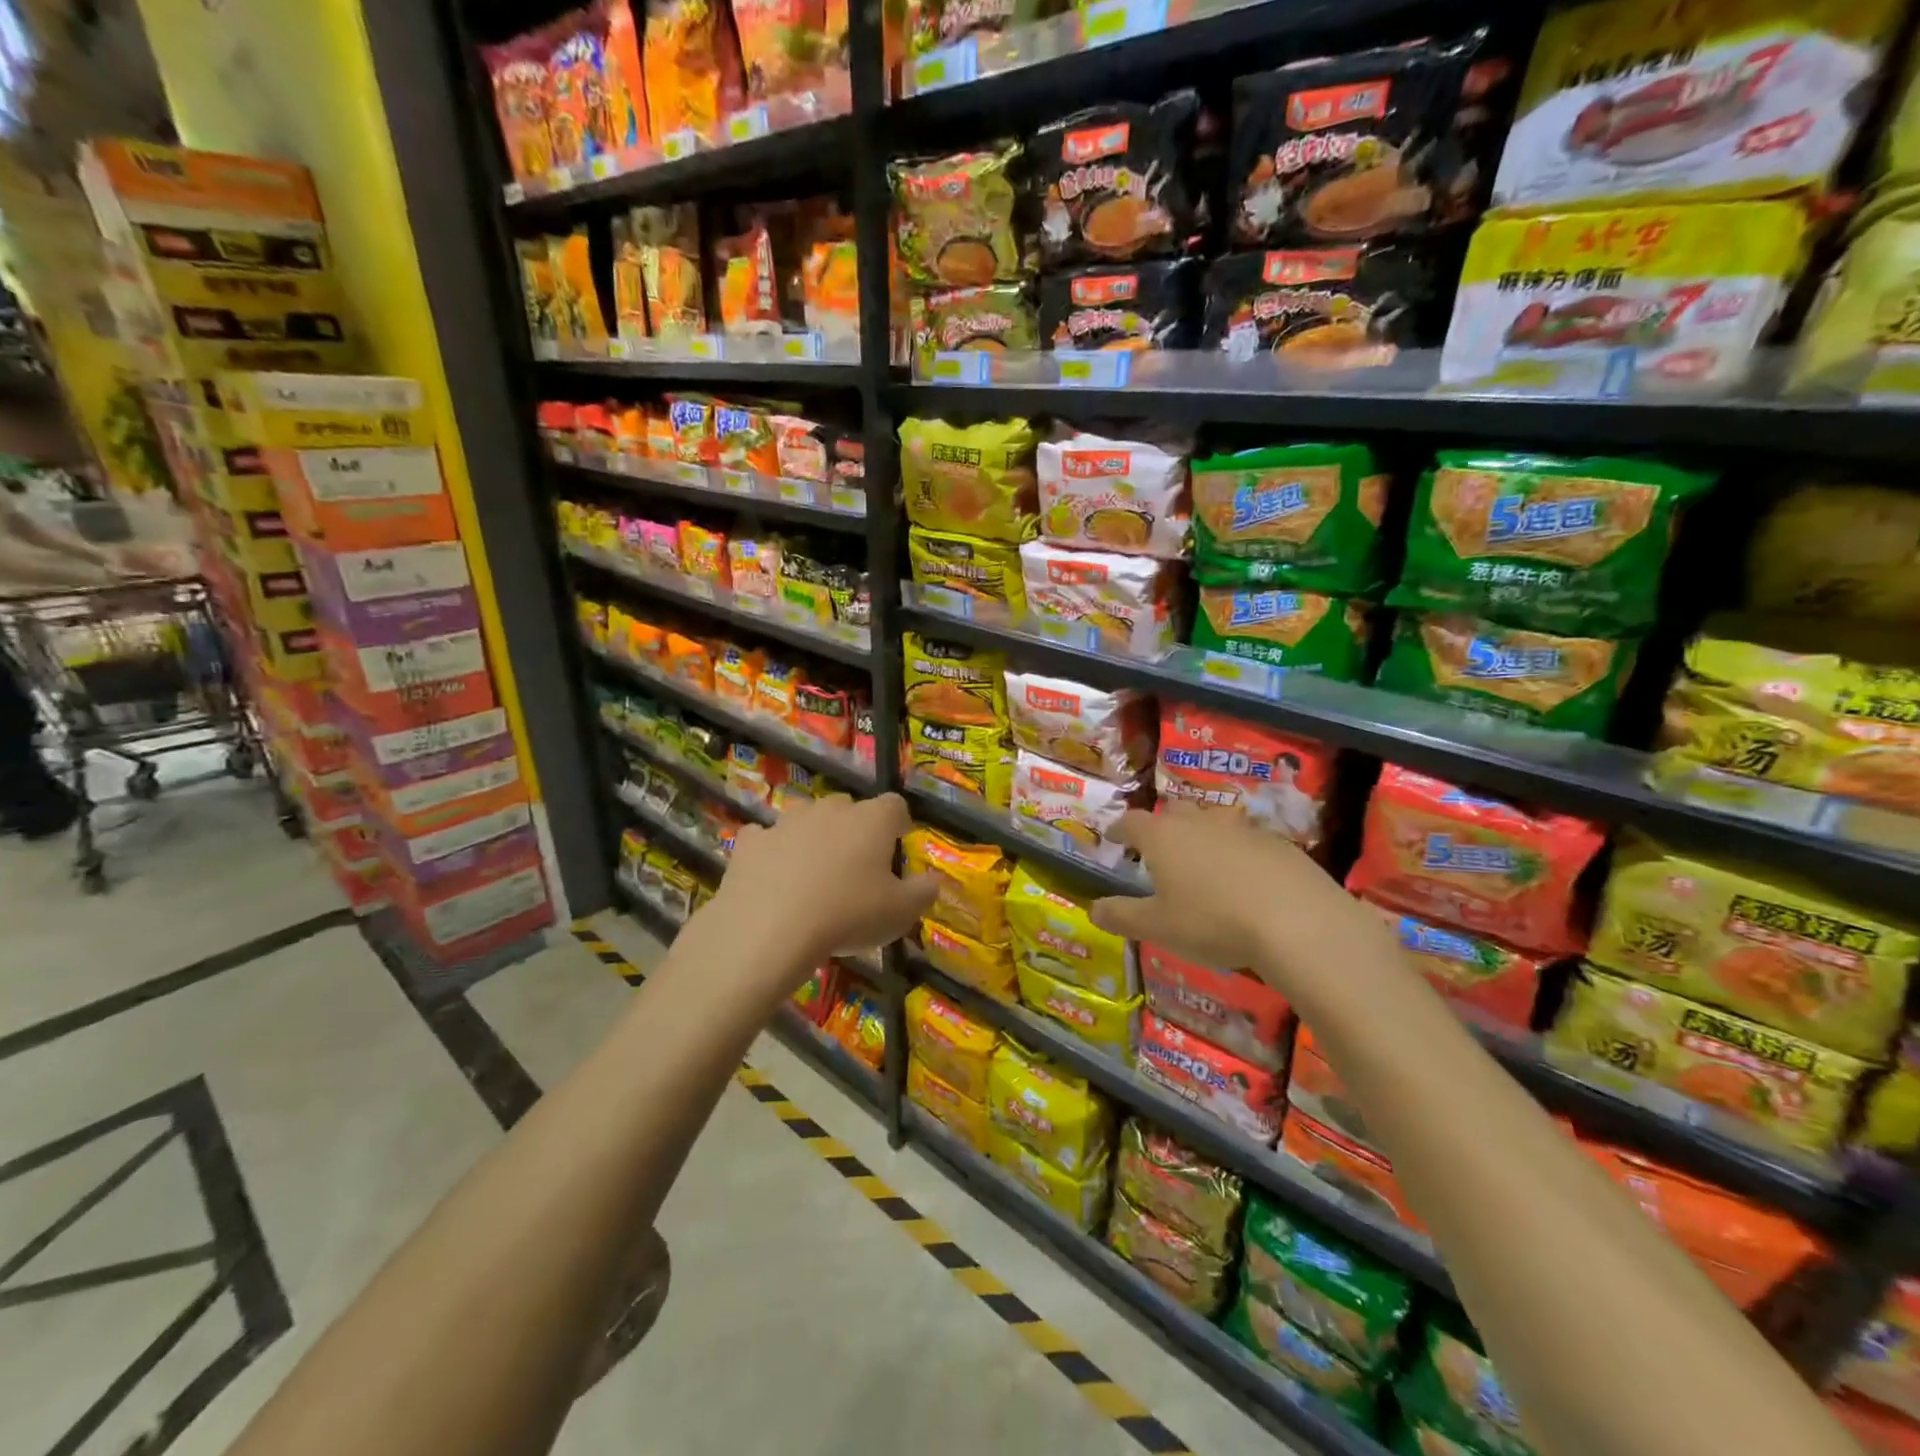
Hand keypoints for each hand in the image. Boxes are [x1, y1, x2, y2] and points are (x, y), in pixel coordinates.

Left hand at [702, 792, 936, 979]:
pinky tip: (773, 879)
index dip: (898, 824)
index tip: (897, 847)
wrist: (770, 929)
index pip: (895, 806)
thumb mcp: (901, 913)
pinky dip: (773, 853)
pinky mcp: (752, 841)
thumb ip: (923, 892)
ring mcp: (787, 821)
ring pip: (807, 820)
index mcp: (872, 820)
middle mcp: (831, 809)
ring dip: (813, 838)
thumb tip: (931, 881)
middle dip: (855, 831)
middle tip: (856, 869)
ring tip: (813, 876)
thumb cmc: (848, 915)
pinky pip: (767, 839)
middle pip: (850, 809)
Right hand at [1090, 804, 1393, 992]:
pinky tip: (1244, 881)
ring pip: (1212, 822)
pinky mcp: (1278, 843)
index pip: (1131, 821)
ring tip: (1201, 863)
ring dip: (1201, 836)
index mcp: (1163, 836)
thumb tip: (1092, 908)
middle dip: (1161, 826)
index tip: (1112, 837)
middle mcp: (1199, 821)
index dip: (1119, 829)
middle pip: (1173, 812)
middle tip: (1157, 850)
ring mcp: (1241, 828)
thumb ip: (1121, 916)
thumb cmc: (1212, 922)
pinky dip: (1237, 853)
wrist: (1297, 922)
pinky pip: (1247, 840)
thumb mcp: (1158, 927)